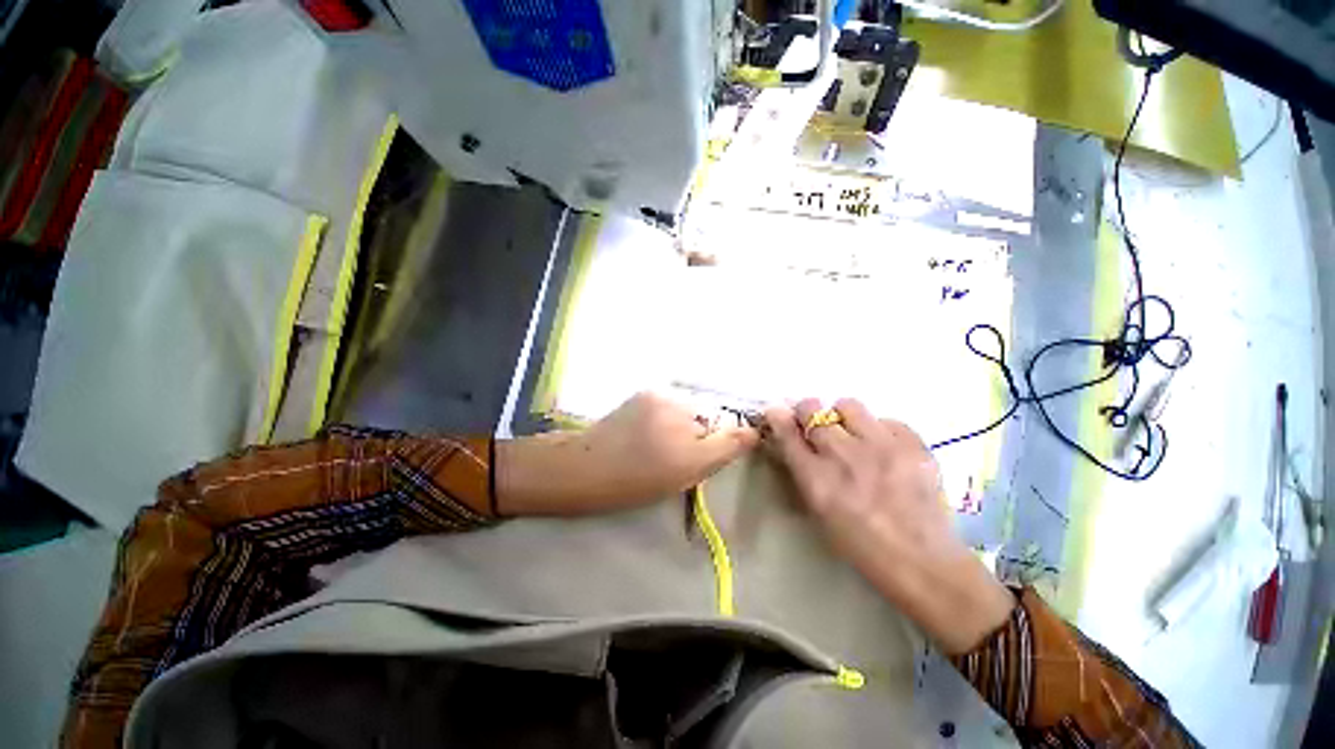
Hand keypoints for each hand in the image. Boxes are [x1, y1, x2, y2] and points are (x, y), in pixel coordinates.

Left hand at [498, 392, 758, 515]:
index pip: (725, 428)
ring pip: (687, 412)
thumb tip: (753, 430)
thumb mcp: (686, 473)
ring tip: (655, 446)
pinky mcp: (643, 394)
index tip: (693, 461)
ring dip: (680, 427)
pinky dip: (665, 419)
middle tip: (671, 458)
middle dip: (697, 437)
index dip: (713, 447)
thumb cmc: (636, 480)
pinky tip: (645, 434)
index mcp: (692, 421)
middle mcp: (679, 399)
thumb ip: (725, 448)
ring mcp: (658, 393)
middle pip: (706, 417)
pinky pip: (669, 406)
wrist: (584, 468)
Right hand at [764, 397, 1013, 653]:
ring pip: (848, 405)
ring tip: (853, 433)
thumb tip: (789, 437)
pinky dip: (879, 430)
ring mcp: (881, 446)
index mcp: (816, 478)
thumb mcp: (818, 508)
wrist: (921, 561)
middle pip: (811, 409)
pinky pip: (886, 420)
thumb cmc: (859, 542)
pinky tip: (884, 449)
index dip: (778, 417)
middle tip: (815, 424)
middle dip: (807, 412)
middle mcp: (844, 455)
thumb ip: (801, 468)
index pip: (786, 431)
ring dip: (843, 416)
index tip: (777, 412)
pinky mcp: (913, 445)